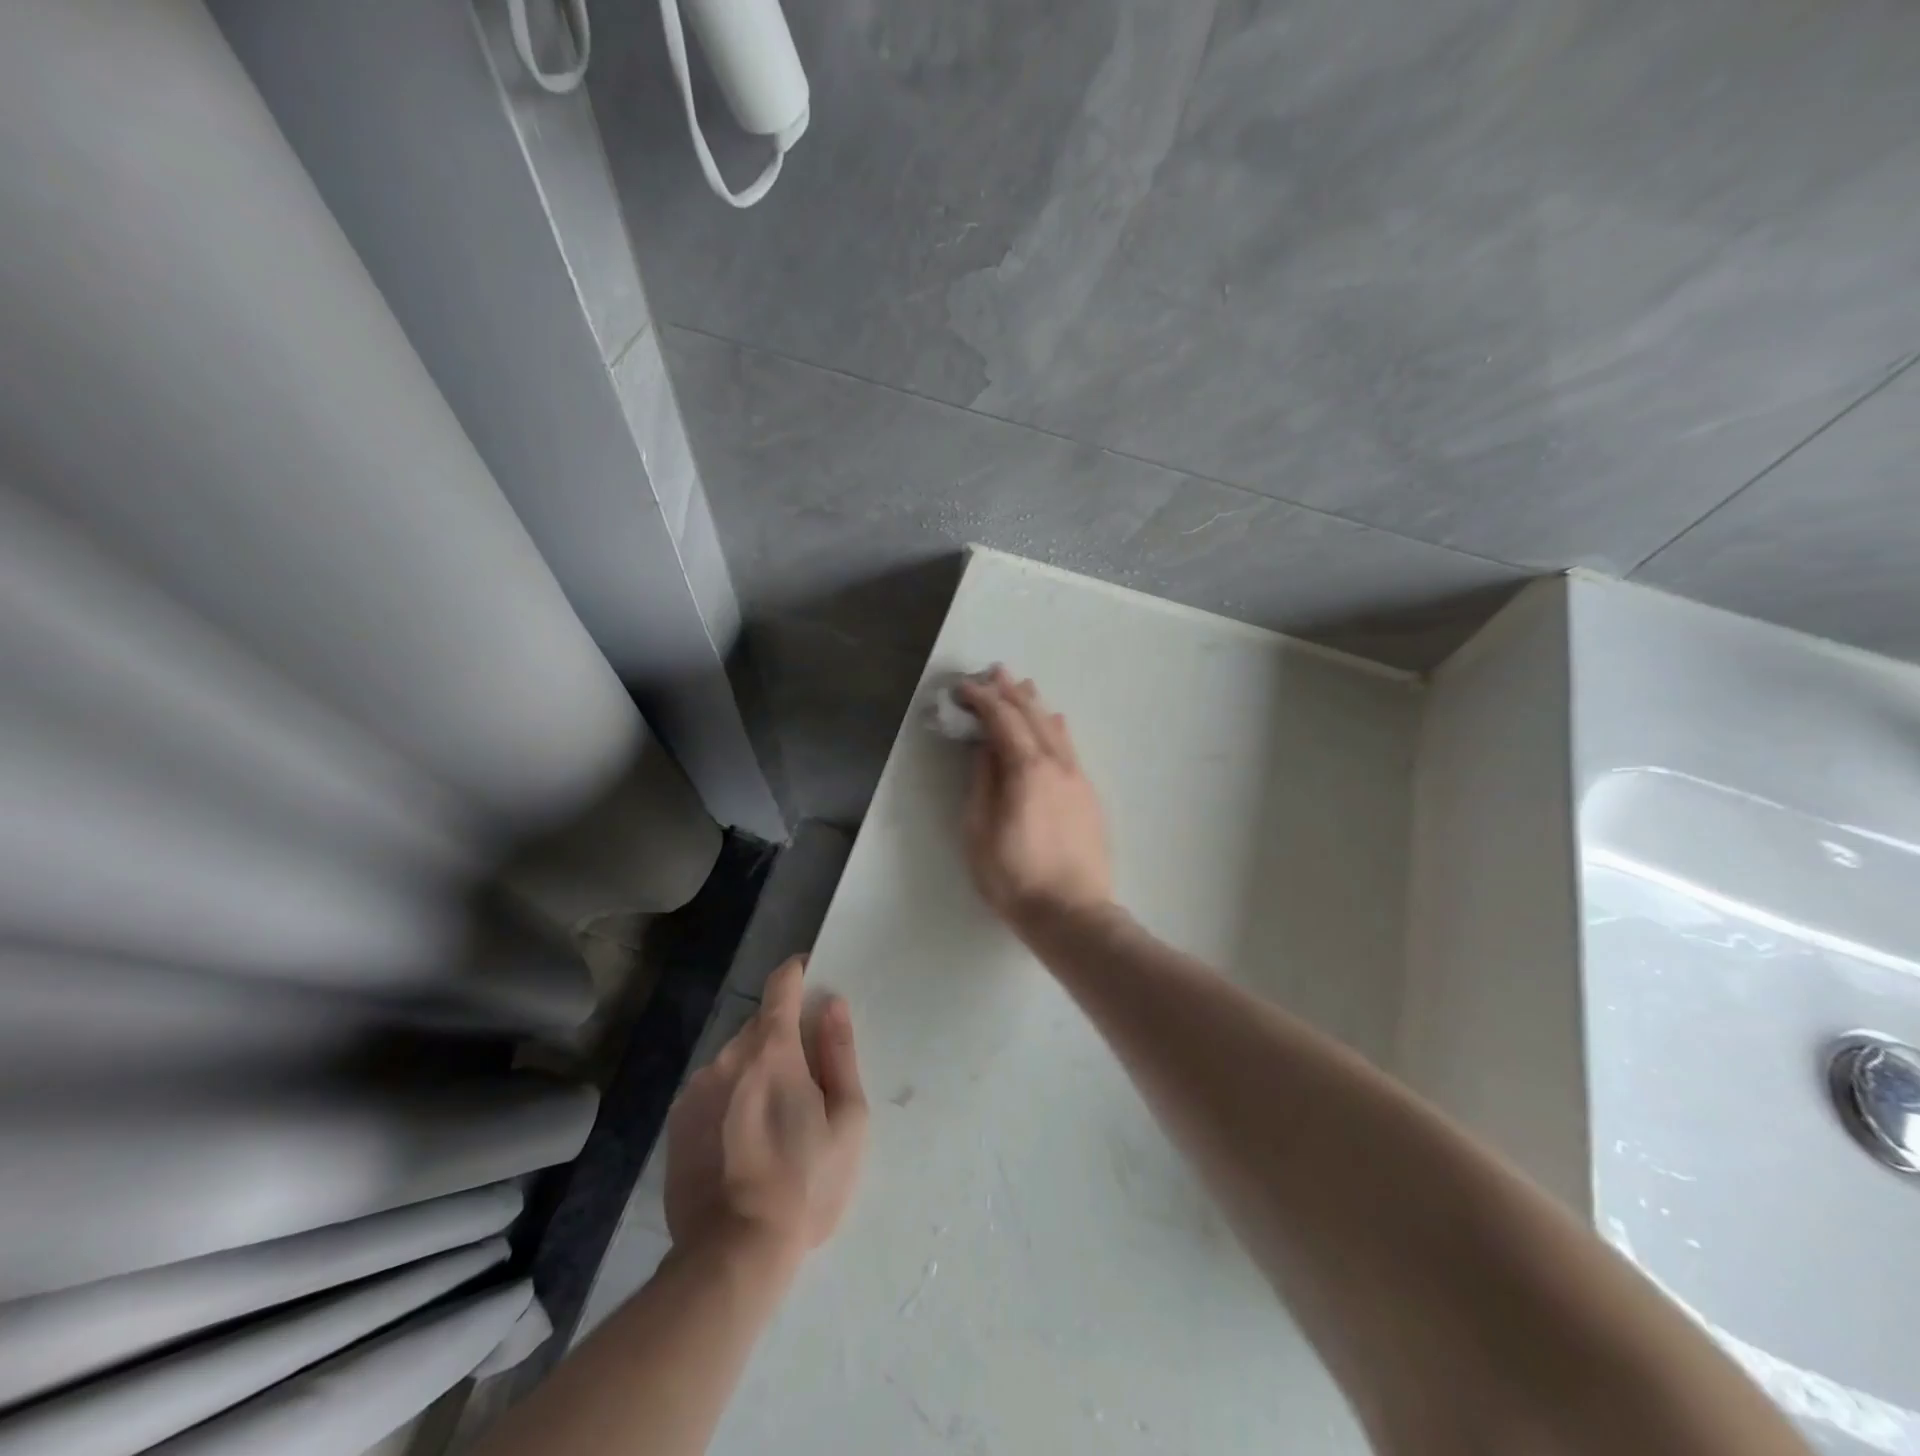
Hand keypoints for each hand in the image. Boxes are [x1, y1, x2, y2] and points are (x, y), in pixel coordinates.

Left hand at [663, 957, 866, 1263]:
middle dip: (784, 1036)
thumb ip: (840, 1053)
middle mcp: (728, 1056)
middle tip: (806, 1080)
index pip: (781, 983)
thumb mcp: (847, 1119)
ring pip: (735, 1058)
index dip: (798, 974)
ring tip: (774, 1120)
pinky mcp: (678, 1121)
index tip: (813, 982)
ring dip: (756, 1070)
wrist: (732, 1255)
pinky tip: (743, 1141)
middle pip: (760, 1024)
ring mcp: (697, 1089)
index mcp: (772, 1049)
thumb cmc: (806, 1184)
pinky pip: (712, 1088)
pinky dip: (731, 1097)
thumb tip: (832, 1004)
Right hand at [956, 667, 1113, 934]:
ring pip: (1056, 730)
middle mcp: (1057, 765)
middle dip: (1011, 692)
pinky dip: (1055, 729)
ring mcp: (1078, 779)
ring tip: (1023, 687)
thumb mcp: (980, 831)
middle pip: (1033, 717)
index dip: (982, 700)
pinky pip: (1070, 749)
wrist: (1072, 914)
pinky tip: (1055, 724)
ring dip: (1036, 706)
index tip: (963, 688)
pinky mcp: (1089, 796)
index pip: (1002, 721)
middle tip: (994, 672)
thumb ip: (982, 782)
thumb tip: (985, 746)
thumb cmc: (1014, 877)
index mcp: (1027, 770)